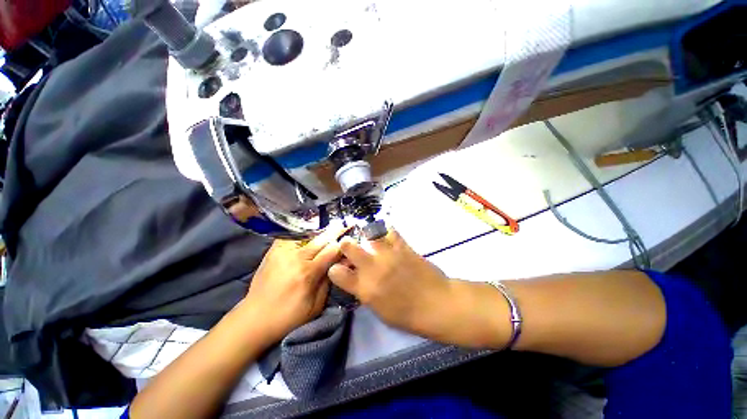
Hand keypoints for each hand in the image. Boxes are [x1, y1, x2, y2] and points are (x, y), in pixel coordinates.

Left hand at [241, 227, 345, 342]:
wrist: (255, 318)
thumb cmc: (289, 316)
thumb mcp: (316, 305)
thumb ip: (328, 281)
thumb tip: (339, 263)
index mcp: (308, 273)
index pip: (331, 251)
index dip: (342, 244)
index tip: (350, 238)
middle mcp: (296, 258)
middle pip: (321, 239)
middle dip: (335, 231)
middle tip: (344, 223)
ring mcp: (282, 252)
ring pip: (306, 234)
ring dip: (319, 230)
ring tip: (328, 226)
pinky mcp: (273, 251)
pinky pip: (291, 235)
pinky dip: (302, 232)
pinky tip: (309, 230)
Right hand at [327, 229, 450, 334]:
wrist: (436, 304)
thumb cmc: (408, 315)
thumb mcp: (379, 311)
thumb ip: (364, 292)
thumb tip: (357, 280)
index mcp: (364, 288)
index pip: (336, 273)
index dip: (334, 269)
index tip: (338, 268)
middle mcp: (372, 268)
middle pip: (349, 247)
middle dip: (346, 245)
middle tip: (349, 246)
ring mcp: (388, 255)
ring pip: (368, 235)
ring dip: (365, 235)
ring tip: (368, 236)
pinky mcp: (402, 247)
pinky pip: (391, 232)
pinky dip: (386, 231)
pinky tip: (386, 232)